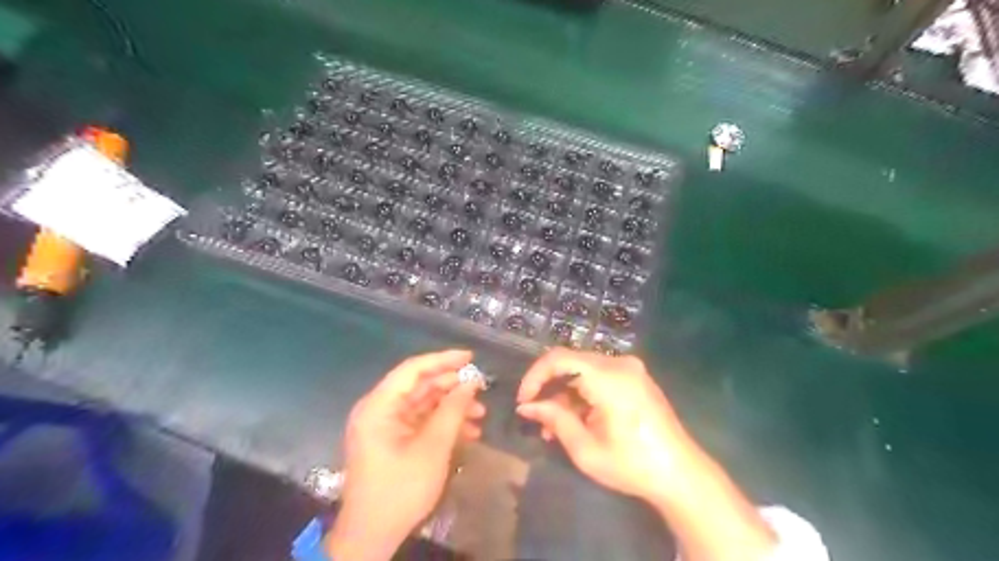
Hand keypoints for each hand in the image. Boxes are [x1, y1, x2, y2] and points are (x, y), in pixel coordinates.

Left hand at [327, 348, 486, 558]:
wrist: (372, 535)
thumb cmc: (400, 488)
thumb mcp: (432, 447)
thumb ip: (452, 410)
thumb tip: (471, 383)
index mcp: (379, 405)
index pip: (413, 369)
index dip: (443, 360)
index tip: (471, 358)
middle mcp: (379, 409)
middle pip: (420, 386)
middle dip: (452, 388)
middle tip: (481, 390)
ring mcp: (385, 426)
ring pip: (423, 404)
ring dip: (452, 408)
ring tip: (481, 415)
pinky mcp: (392, 440)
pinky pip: (420, 422)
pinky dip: (442, 424)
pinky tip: (468, 431)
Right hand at [515, 351, 695, 504]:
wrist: (681, 474)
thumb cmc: (632, 465)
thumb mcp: (585, 448)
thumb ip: (554, 420)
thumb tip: (527, 407)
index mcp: (608, 376)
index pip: (559, 358)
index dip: (535, 376)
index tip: (523, 401)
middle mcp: (620, 363)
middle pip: (571, 363)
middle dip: (550, 389)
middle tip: (536, 417)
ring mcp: (630, 369)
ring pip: (583, 371)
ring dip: (565, 395)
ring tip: (554, 428)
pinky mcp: (635, 378)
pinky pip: (599, 377)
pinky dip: (583, 395)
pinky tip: (577, 420)